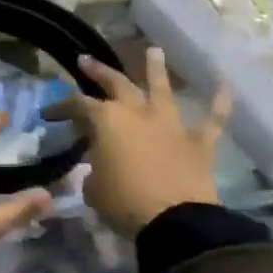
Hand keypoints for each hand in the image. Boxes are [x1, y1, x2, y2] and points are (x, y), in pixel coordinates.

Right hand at [43, 48, 231, 239]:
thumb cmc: (123, 202)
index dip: (61, 107)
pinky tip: (224, 84)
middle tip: (86, 60)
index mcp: (107, 121)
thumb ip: (93, 170)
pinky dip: (220, 102)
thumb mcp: (93, 188)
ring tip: (153, 51)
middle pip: (117, 84)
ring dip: (156, 70)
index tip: (48, 113)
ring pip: (162, 90)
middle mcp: (138, 113)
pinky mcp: (199, 143)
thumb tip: (99, 167)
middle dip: (100, 71)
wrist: (175, 221)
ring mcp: (171, 125)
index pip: (78, 105)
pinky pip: (212, 119)